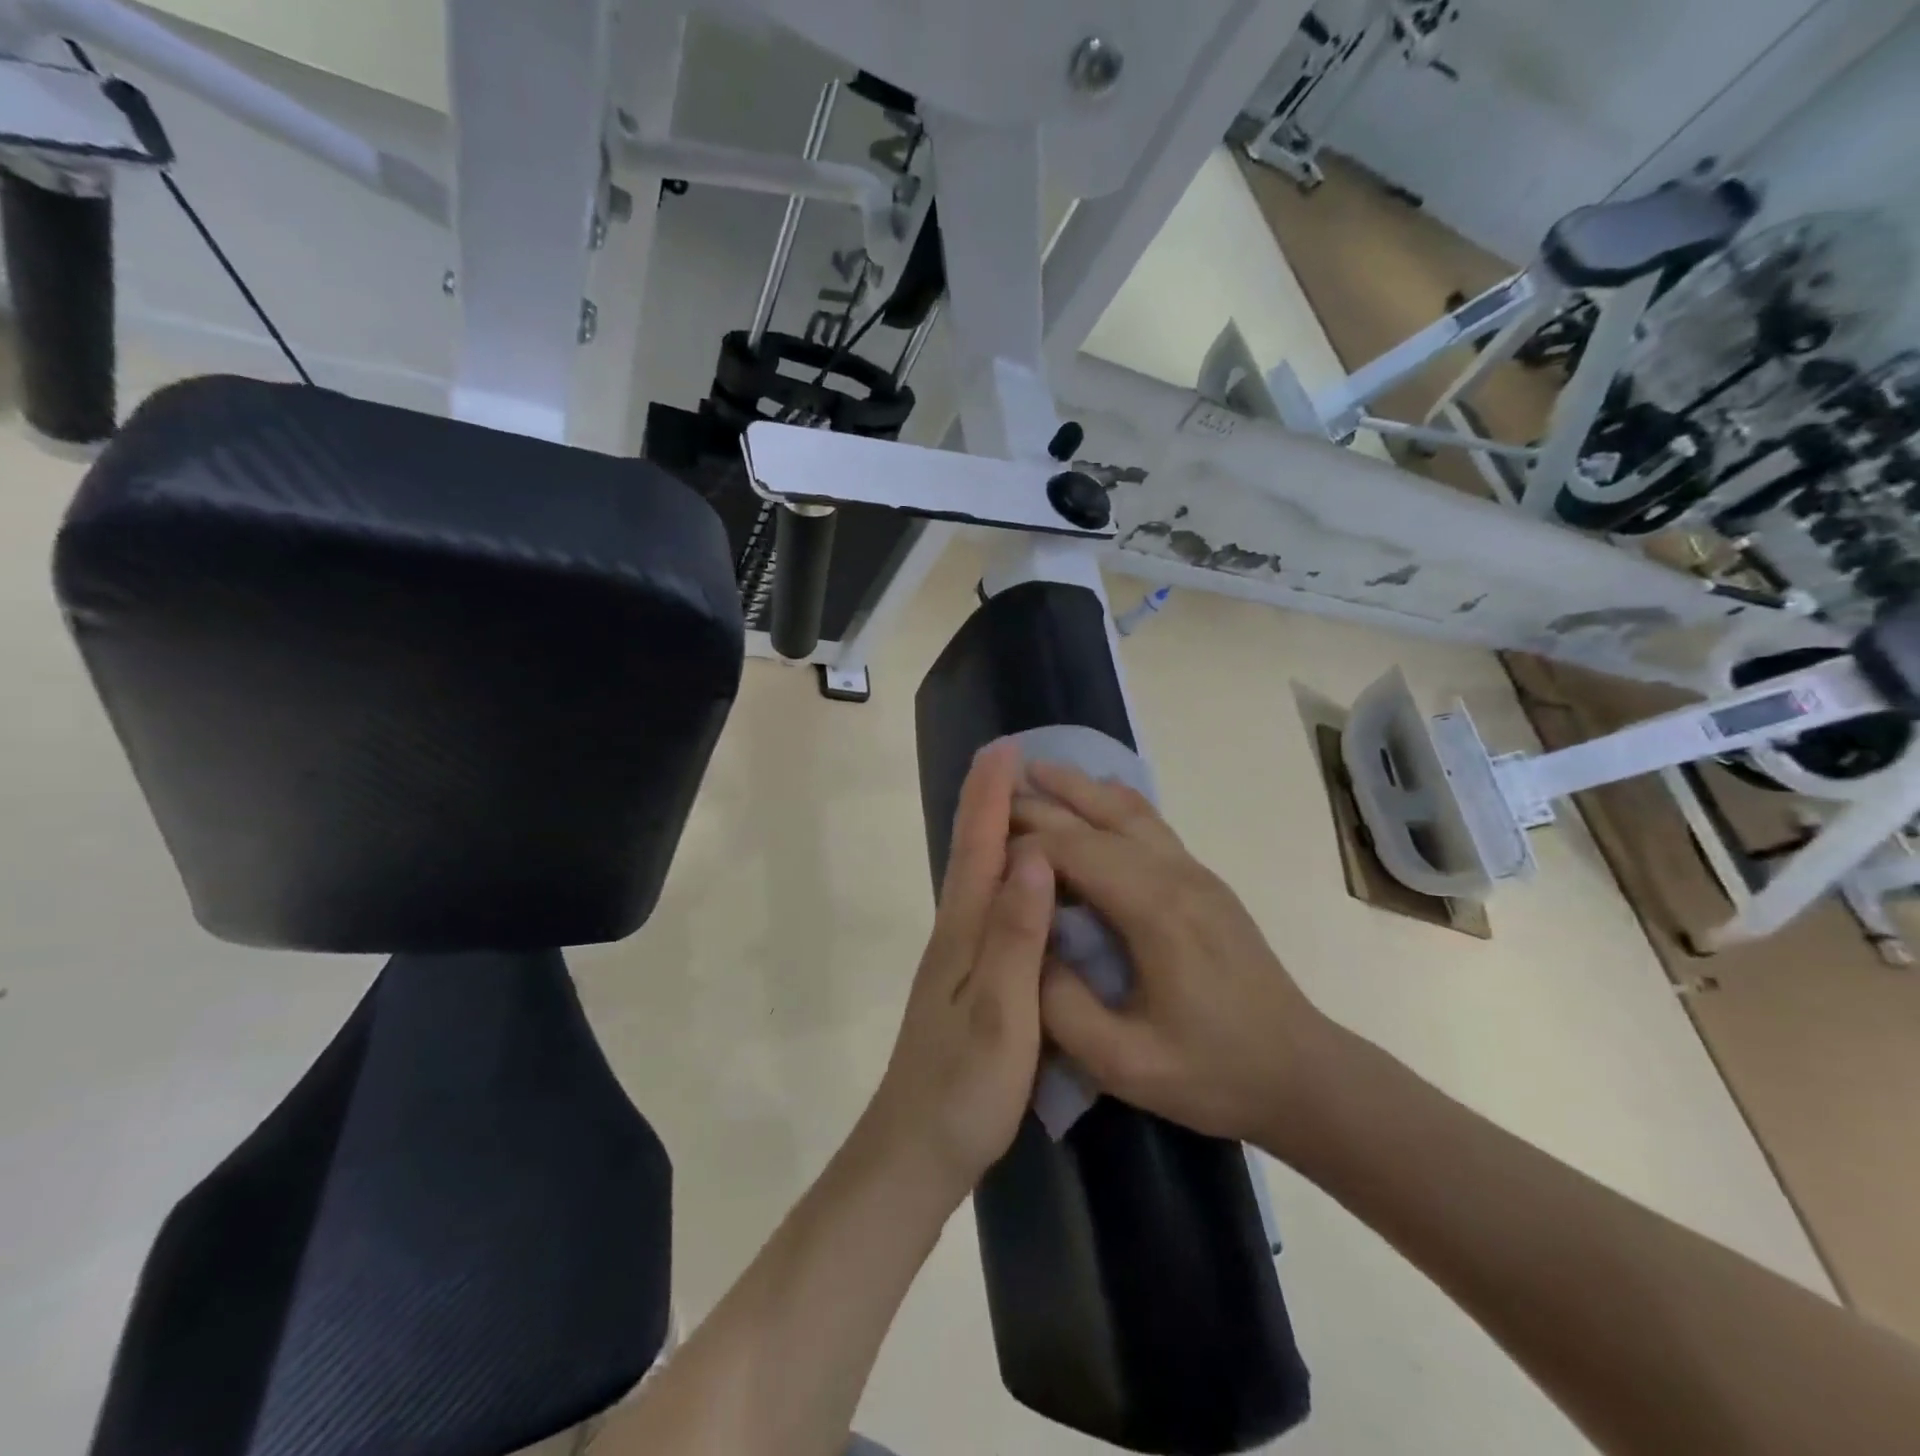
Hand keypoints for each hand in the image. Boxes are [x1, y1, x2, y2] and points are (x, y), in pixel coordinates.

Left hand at [859, 740, 1055, 1204]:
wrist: (914, 1153)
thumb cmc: (963, 1089)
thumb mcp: (1001, 1015)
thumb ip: (1017, 937)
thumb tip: (1032, 856)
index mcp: (965, 933)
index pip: (980, 848)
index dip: (991, 797)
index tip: (1006, 749)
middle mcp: (956, 934)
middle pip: (972, 853)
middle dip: (987, 802)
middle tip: (1010, 758)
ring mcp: (958, 959)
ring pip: (976, 878)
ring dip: (991, 832)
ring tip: (1016, 801)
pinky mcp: (967, 982)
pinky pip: (987, 908)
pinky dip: (999, 875)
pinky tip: (1016, 883)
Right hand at [1013, 762, 1332, 1155]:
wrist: (1302, 1074)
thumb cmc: (1211, 1072)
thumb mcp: (1123, 1063)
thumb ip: (1060, 1005)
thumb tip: (1022, 946)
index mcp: (1154, 911)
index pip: (1072, 851)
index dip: (1021, 847)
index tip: (982, 858)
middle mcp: (1175, 874)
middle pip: (1097, 818)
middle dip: (1041, 803)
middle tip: (990, 795)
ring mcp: (1195, 871)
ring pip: (1128, 809)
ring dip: (1079, 787)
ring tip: (1036, 770)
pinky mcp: (1204, 880)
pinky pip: (1151, 822)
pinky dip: (1114, 800)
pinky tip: (1096, 795)